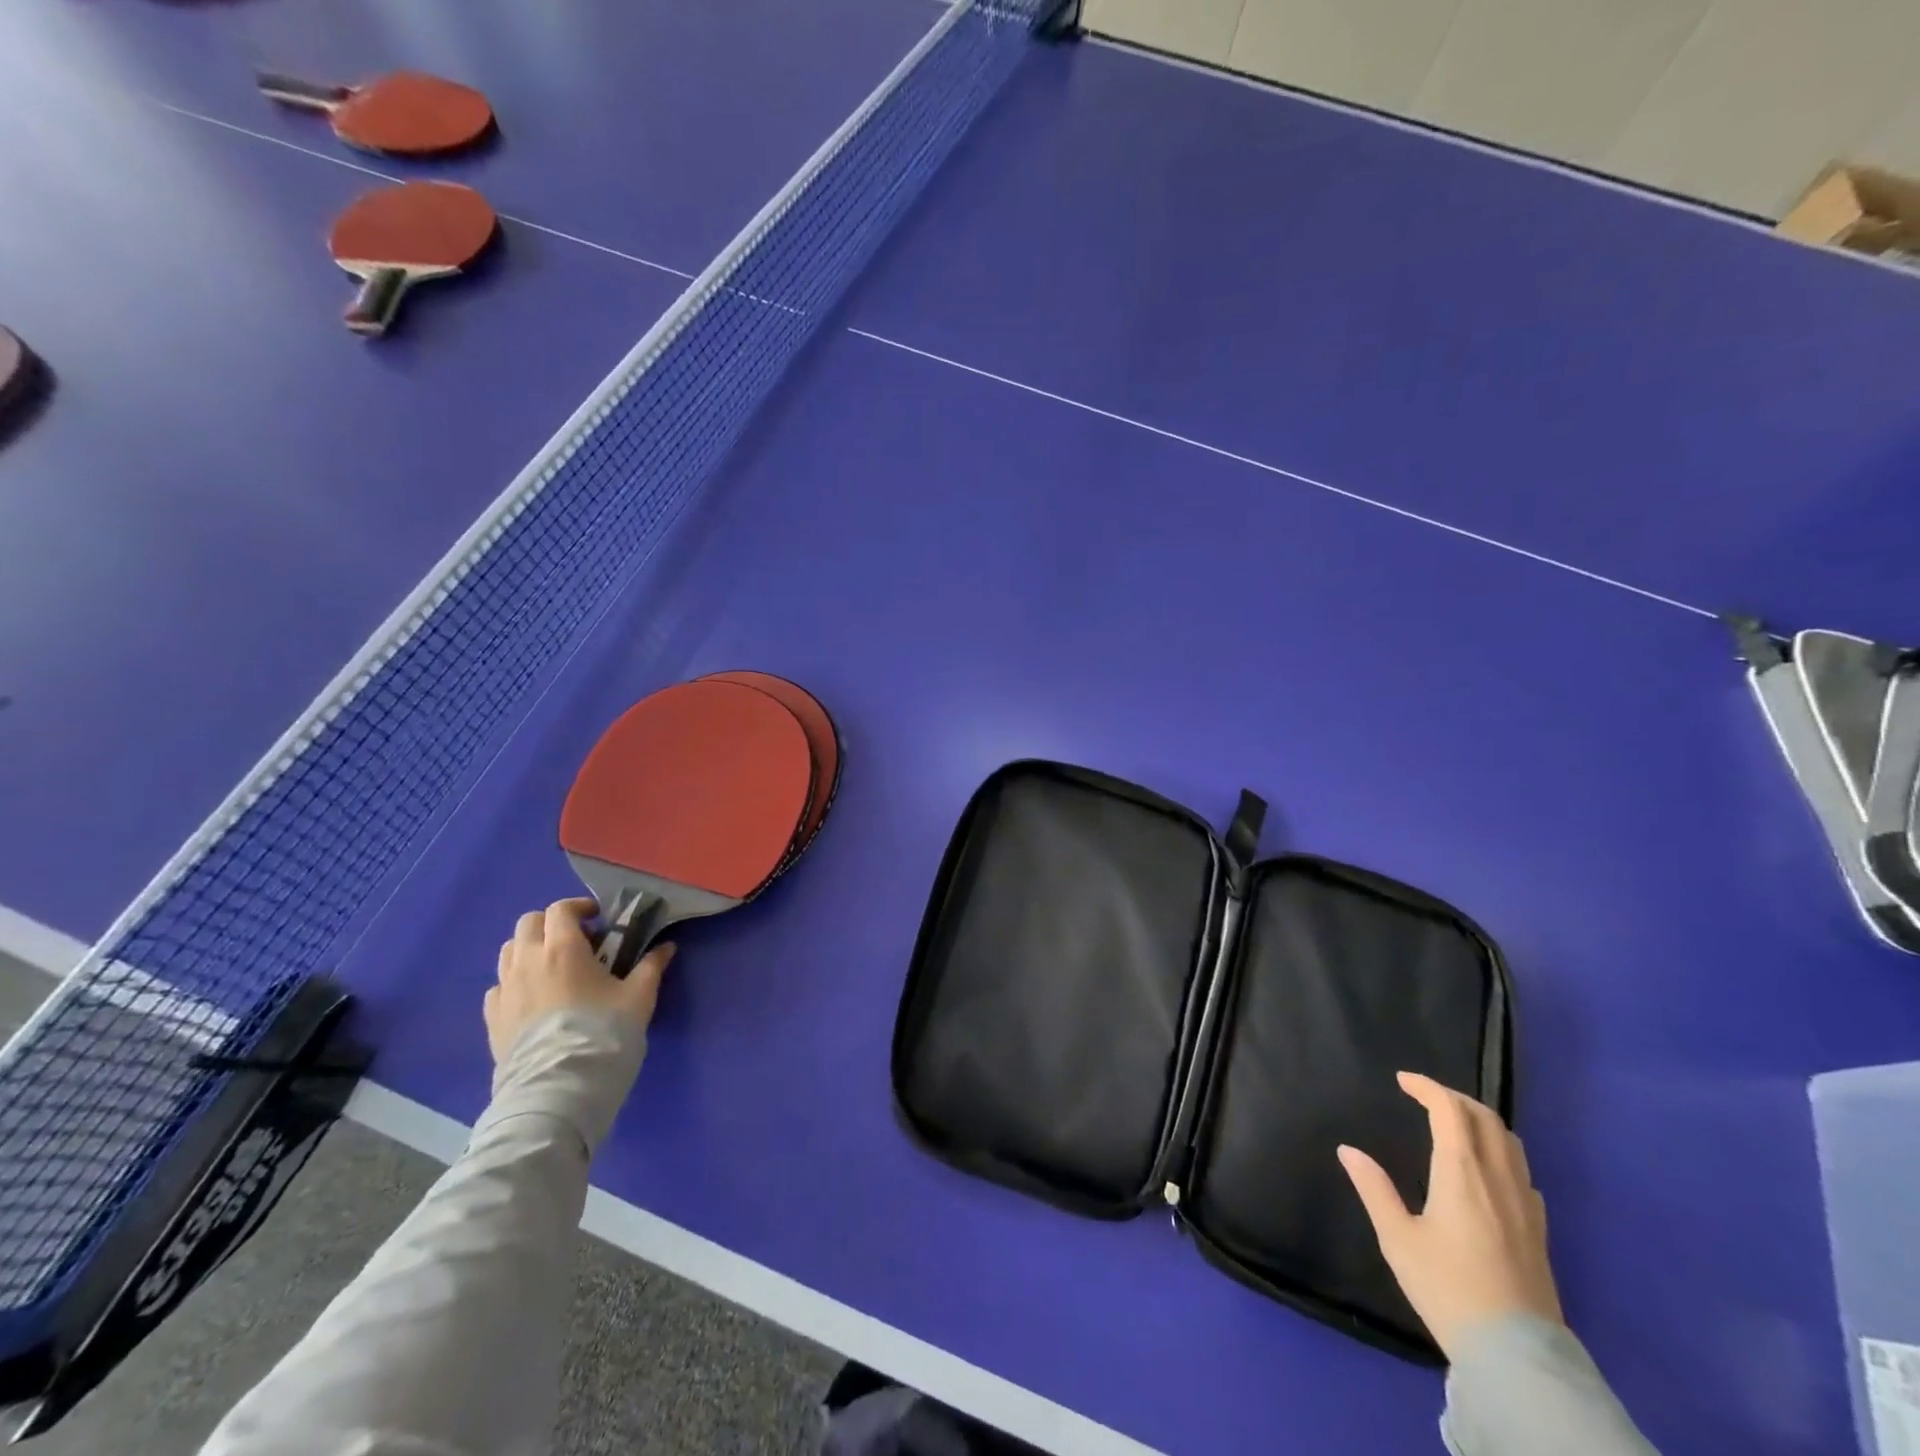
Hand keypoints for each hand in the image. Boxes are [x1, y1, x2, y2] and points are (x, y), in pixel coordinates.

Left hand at [484, 898, 673, 1064]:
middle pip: (528, 923)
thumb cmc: (603, 1032)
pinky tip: (534, 998)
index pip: (560, 909)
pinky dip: (515, 981)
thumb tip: (666, 947)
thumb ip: (651, 966)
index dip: (579, 907)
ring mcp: (505, 990)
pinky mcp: (492, 1018)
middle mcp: (527, 961)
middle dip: (551, 924)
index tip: (598, 919)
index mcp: (562, 948)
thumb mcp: (639, 997)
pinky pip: (499, 986)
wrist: (560, 1087)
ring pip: (509, 951)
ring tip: (554, 967)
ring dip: (531, 949)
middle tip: (577, 940)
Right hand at [1338, 1071, 1561, 1361]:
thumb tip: (1348, 1150)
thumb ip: (1373, 1188)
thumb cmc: (1447, 1288)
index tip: (1403, 1080)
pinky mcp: (1539, 1230)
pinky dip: (1500, 1151)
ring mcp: (1525, 1204)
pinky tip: (1487, 1170)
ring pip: (1510, 1142)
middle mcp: (1498, 1178)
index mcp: (1462, 1172)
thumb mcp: (1397, 1238)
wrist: (1516, 1354)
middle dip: (1454, 1098)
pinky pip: (1522, 1171)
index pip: (1449, 1110)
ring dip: (1480, 1121)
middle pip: (1485, 1118)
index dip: (1426, 1087)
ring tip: (1454, 1124)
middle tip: (1426, 1096)